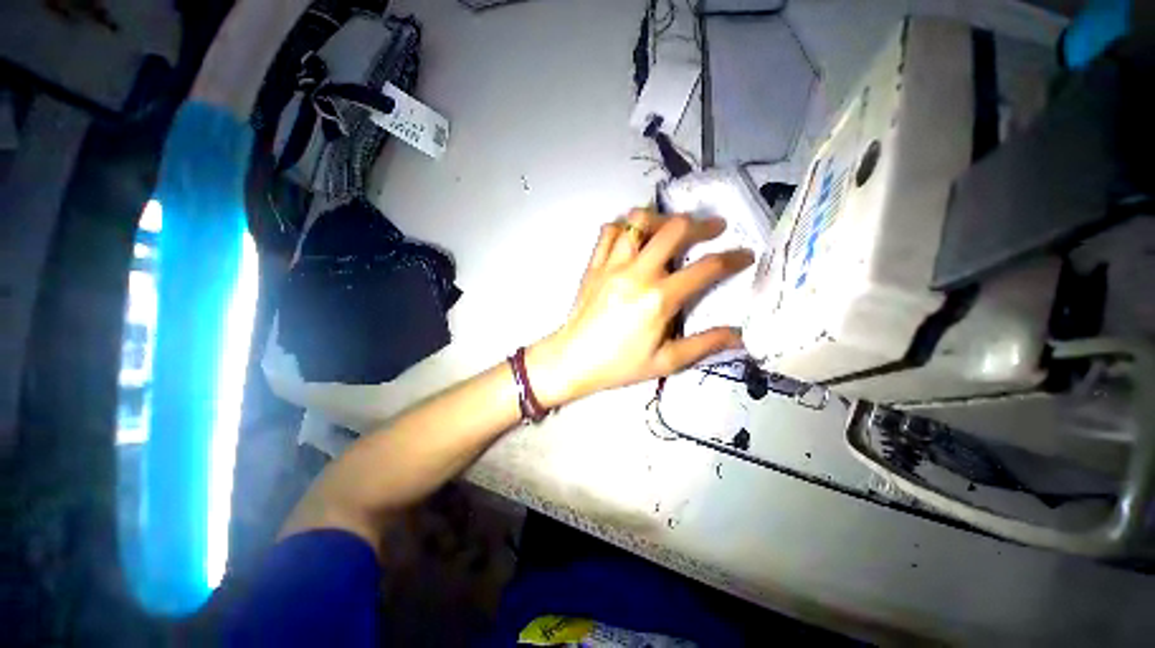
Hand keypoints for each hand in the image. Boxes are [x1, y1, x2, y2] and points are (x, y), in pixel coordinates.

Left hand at [528, 209, 753, 406]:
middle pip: (674, 229)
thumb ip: (704, 345)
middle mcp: (637, 273)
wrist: (572, 360)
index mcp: (658, 299)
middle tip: (714, 228)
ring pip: (638, 221)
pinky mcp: (594, 265)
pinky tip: (633, 237)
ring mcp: (612, 265)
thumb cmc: (619, 365)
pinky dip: (624, 227)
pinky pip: (609, 231)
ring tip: (671, 228)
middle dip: (701, 224)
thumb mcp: (666, 362)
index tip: (745, 254)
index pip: (705, 268)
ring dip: (661, 218)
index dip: (732, 258)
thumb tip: (739, 335)